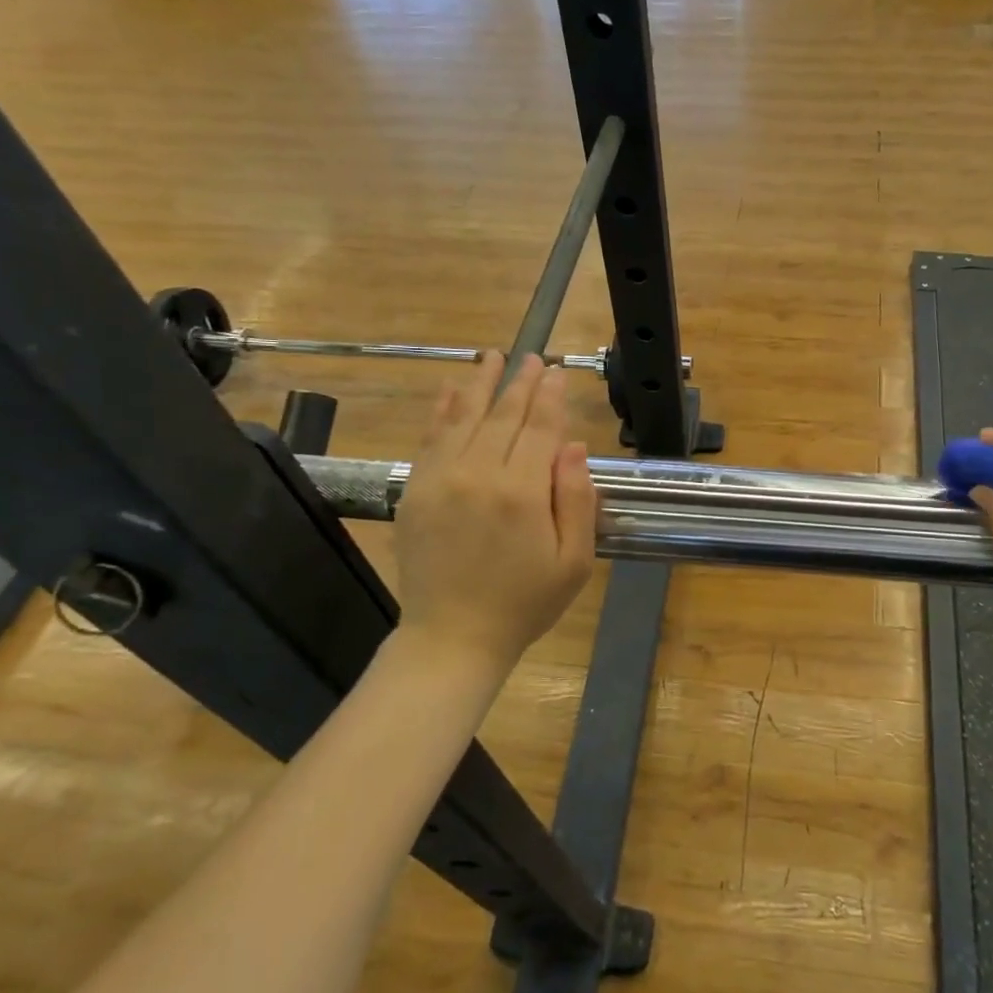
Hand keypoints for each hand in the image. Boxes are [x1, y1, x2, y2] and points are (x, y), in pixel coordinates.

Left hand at [393, 354, 596, 669]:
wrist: (453, 637)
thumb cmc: (525, 602)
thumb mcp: (573, 561)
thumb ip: (576, 499)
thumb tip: (573, 445)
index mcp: (522, 492)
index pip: (540, 428)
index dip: (551, 397)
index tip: (558, 371)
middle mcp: (479, 474)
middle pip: (503, 415)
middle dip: (521, 382)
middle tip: (534, 357)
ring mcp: (441, 480)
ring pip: (463, 417)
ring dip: (480, 383)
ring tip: (492, 356)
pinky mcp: (416, 491)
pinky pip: (430, 439)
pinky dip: (441, 410)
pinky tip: (450, 389)